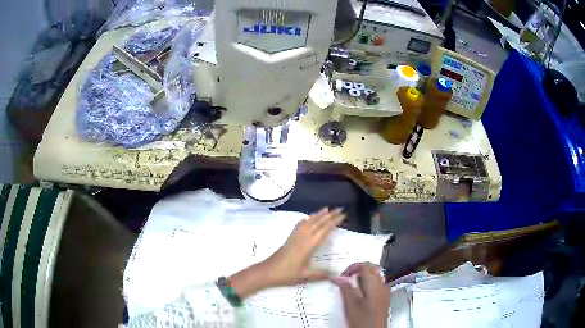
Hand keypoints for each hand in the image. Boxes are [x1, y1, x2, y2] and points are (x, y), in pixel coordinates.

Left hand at [230, 208, 345, 297]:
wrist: (267, 271)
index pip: (324, 231)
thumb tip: (336, 274)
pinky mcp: (289, 238)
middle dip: (329, 216)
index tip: (342, 215)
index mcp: (308, 246)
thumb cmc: (286, 274)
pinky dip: (306, 220)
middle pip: (317, 224)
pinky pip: (299, 225)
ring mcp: (295, 237)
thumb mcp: (305, 276)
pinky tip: (308, 218)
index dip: (333, 223)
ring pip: (308, 222)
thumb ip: (320, 274)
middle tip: (339, 209)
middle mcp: (302, 238)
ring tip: (326, 209)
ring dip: (318, 215)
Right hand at [331, 262, 389, 327]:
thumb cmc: (364, 321)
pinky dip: (367, 285)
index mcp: (374, 284)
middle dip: (358, 271)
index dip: (352, 268)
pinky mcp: (384, 299)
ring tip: (351, 287)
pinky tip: (359, 295)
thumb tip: (339, 278)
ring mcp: (384, 292)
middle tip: (346, 279)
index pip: (364, 265)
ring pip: (375, 276)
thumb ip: (345, 288)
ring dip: (363, 278)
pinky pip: (377, 285)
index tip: (342, 276)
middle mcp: (382, 285)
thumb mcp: (350, 304)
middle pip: (371, 269)